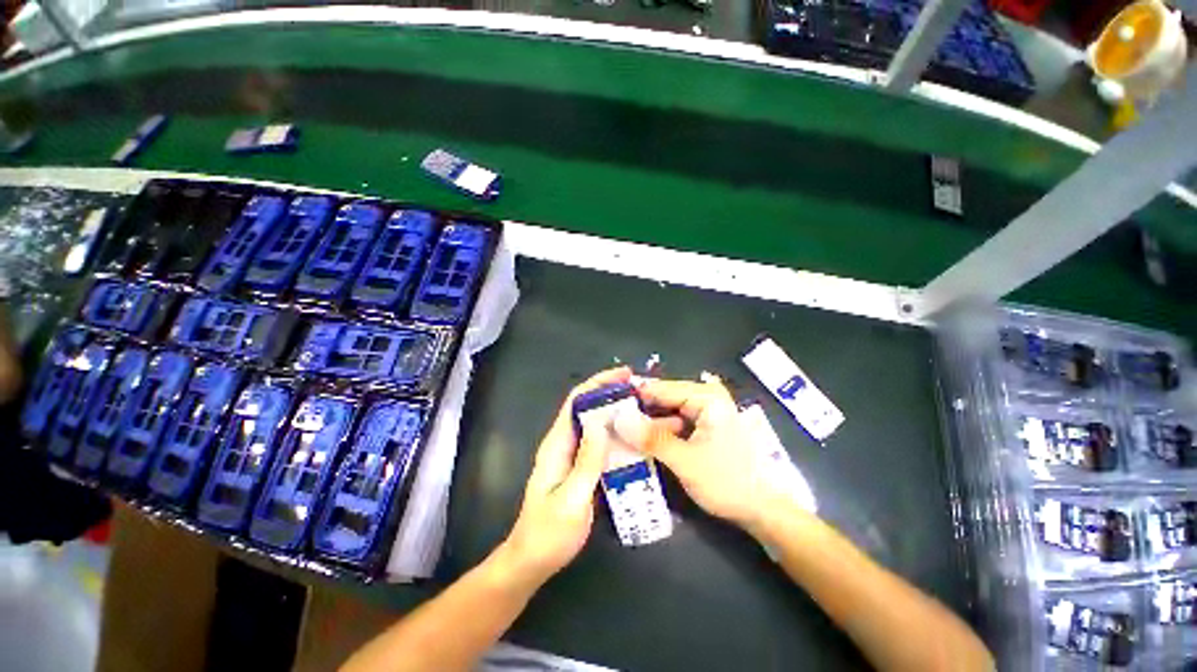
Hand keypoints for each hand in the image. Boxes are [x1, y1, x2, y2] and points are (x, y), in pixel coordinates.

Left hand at [498, 367, 630, 585]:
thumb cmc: (549, 534)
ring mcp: (571, 455)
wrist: (532, 561)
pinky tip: (635, 437)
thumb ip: (587, 461)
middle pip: (587, 407)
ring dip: (616, 412)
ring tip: (644, 409)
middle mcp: (563, 443)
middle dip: (612, 393)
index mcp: (557, 444)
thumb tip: (601, 422)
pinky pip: (599, 442)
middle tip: (641, 391)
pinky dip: (616, 433)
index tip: (625, 375)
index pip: (576, 400)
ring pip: (595, 424)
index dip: (599, 383)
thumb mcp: (571, 500)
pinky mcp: (580, 467)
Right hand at [613, 378, 774, 528]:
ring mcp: (707, 410)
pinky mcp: (705, 424)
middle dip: (640, 410)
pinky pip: (676, 421)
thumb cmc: (727, 482)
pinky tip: (642, 439)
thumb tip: (618, 419)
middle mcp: (707, 396)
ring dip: (648, 421)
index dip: (633, 397)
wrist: (762, 510)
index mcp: (706, 397)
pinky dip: (660, 430)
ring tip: (621, 431)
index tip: (607, 408)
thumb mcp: (685, 461)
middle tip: (611, 422)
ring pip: (668, 409)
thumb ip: (651, 438)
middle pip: (664, 397)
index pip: (660, 388)